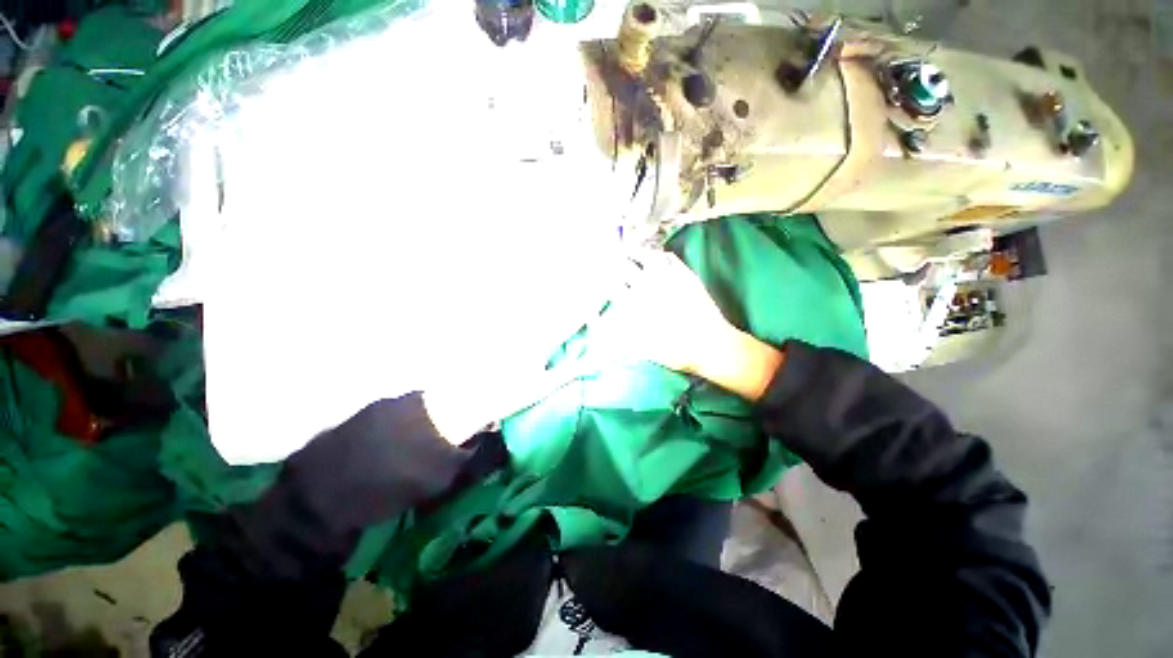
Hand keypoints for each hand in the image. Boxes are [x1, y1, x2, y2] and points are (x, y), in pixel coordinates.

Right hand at [585, 250, 784, 400]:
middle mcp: (649, 287)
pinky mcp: (686, 276)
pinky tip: (657, 256)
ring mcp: (669, 279)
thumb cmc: (675, 352)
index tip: (602, 278)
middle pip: (626, 267)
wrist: (710, 346)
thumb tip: (602, 322)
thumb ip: (621, 335)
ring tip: (629, 250)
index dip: (606, 280)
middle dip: (615, 263)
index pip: (613, 286)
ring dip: (635, 252)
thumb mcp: (643, 349)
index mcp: (636, 304)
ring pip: (647, 257)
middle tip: (610, 258)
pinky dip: (660, 254)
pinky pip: (670, 258)